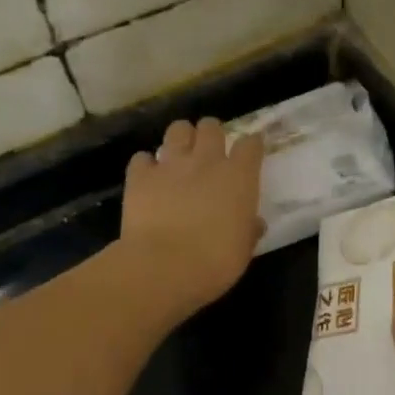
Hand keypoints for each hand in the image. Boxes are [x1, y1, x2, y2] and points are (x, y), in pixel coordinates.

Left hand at [119, 118, 264, 319]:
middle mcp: (206, 161)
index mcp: (238, 177)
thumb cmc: (215, 262)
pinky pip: (142, 158)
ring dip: (181, 138)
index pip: (250, 144)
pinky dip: (146, 165)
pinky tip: (148, 177)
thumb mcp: (243, 249)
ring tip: (180, 155)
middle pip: (211, 127)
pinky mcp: (140, 175)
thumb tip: (254, 223)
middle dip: (212, 134)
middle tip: (210, 151)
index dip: (251, 145)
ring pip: (178, 129)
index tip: (250, 151)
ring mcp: (171, 164)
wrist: (164, 267)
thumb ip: (249, 229)